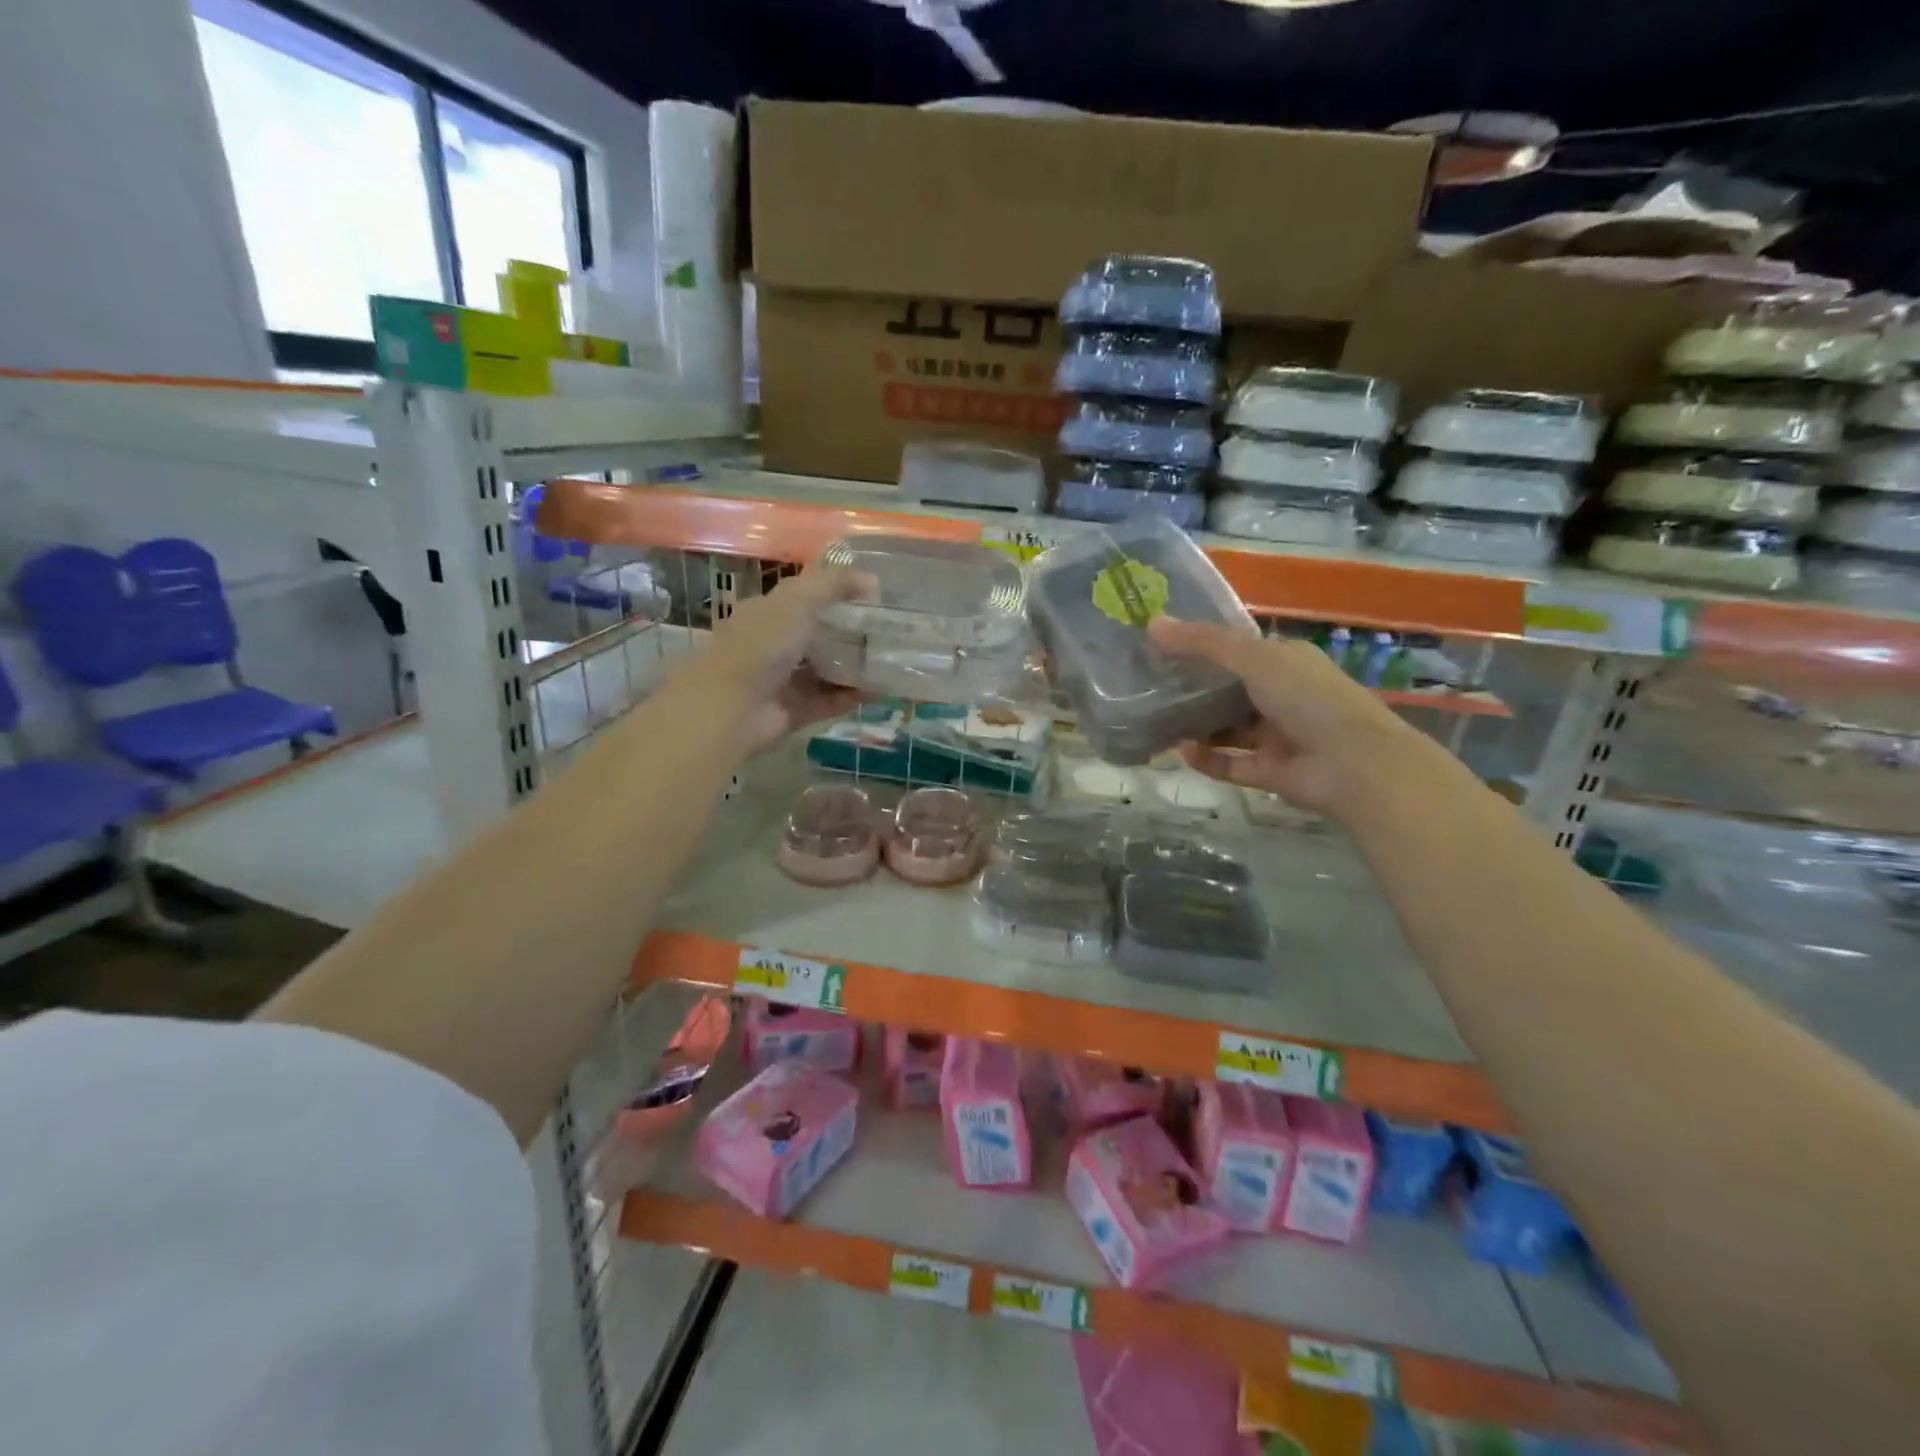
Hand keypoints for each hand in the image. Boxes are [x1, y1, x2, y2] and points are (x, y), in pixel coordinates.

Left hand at [686, 560, 871, 754]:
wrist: (731, 709)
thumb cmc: (761, 645)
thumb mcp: (797, 601)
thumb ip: (834, 584)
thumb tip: (872, 580)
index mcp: (767, 612)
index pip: (805, 597)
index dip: (837, 593)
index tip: (874, 596)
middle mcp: (774, 644)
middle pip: (819, 634)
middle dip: (852, 631)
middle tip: (890, 629)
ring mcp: (784, 679)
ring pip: (826, 669)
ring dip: (856, 665)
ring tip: (891, 659)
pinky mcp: (795, 710)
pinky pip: (830, 700)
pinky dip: (853, 695)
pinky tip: (882, 690)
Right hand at [1148, 618, 1431, 814]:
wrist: (1355, 765)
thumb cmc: (1308, 698)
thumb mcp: (1254, 659)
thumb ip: (1204, 643)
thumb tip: (1153, 624)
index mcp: (1285, 661)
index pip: (1239, 649)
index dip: (1202, 646)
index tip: (1161, 647)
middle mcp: (1283, 696)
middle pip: (1230, 690)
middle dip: (1194, 689)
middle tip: (1149, 687)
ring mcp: (1278, 736)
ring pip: (1229, 729)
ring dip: (1197, 727)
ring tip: (1158, 722)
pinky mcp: (1272, 772)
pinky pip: (1232, 764)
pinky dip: (1208, 760)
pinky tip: (1182, 753)